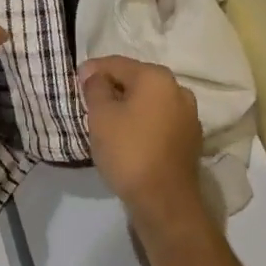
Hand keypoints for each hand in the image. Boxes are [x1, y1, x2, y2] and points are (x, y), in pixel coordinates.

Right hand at [79, 56, 206, 226]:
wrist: (164, 201)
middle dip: (112, 88)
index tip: (75, 83)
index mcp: (156, 77)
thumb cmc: (128, 151)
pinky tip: (129, 138)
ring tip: (107, 122)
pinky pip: (160, 120)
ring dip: (128, 106)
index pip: (117, 64)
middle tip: (89, 103)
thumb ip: (95, 87)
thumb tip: (94, 73)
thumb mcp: (101, 115)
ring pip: (149, 101)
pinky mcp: (190, 139)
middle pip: (136, 80)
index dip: (93, 70)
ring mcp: (188, 115)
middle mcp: (178, 89)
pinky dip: (143, 122)